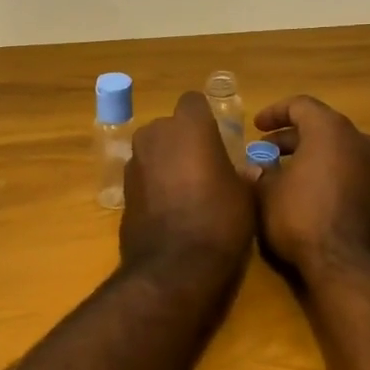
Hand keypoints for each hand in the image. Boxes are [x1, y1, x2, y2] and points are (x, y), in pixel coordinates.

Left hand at [121, 92, 255, 279]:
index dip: (205, 117)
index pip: (194, 102)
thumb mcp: (244, 196)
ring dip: (166, 161)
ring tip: (187, 190)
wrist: (174, 267)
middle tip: (204, 166)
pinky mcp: (122, 189)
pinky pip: (143, 175)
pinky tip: (169, 208)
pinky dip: (153, 183)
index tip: (218, 138)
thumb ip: (242, 174)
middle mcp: (155, 135)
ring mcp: (134, 162)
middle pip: (170, 126)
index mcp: (189, 126)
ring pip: (153, 150)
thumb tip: (247, 170)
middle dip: (183, 140)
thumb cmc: (219, 221)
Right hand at [253, 95, 369, 280]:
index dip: (274, 112)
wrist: (354, 267)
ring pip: (338, 151)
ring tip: (285, 177)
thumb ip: (259, 174)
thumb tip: (253, 167)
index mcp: (330, 130)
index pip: (300, 105)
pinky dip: (329, 175)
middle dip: (291, 139)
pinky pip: (351, 173)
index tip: (256, 127)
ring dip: (310, 158)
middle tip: (265, 154)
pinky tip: (310, 198)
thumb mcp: (267, 195)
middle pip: (321, 127)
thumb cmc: (303, 219)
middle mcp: (359, 141)